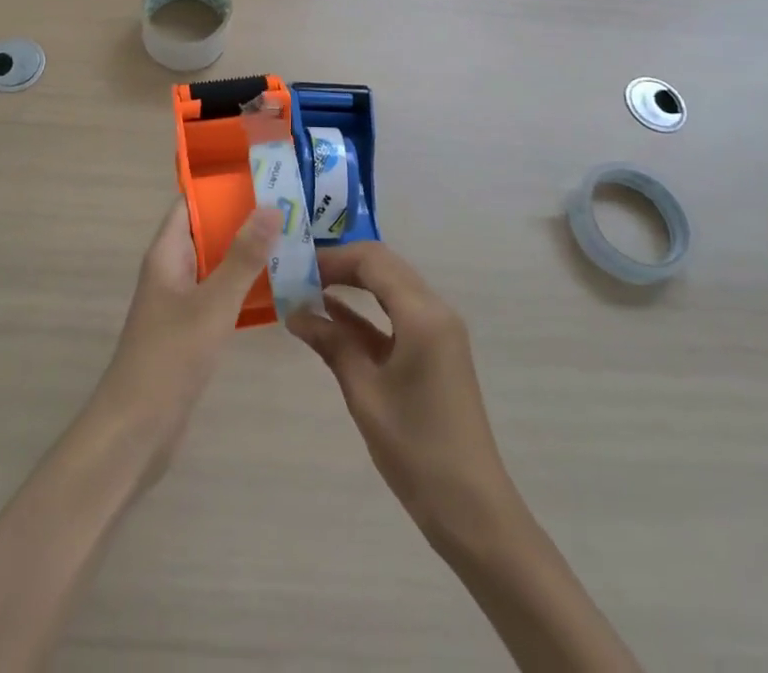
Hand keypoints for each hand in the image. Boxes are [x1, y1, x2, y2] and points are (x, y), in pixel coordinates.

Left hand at [90, 199, 280, 484]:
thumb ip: (242, 257)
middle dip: (244, 219)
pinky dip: (244, 285)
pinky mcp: (190, 330)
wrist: (136, 431)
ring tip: (294, 240)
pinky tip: (278, 287)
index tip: (263, 175)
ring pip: (216, 264)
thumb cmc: (169, 358)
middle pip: (207, 231)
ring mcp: (180, 301)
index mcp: (167, 254)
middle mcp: (171, 270)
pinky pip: (220, 294)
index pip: (191, 203)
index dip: (222, 187)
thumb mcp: (212, 304)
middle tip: (291, 207)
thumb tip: (271, 206)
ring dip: (247, 253)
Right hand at [288, 241, 519, 544]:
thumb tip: (295, 313)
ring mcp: (438, 331)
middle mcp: (435, 311)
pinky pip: (397, 315)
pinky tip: (332, 316)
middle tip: (299, 275)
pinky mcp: (436, 351)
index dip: (333, 258)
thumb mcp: (365, 393)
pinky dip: (366, 312)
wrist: (471, 509)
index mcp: (422, 314)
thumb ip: (332, 344)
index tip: (296, 266)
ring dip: (353, 286)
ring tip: (308, 290)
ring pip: (390, 288)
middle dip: (341, 267)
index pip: (373, 261)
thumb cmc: (416, 448)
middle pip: (383, 267)